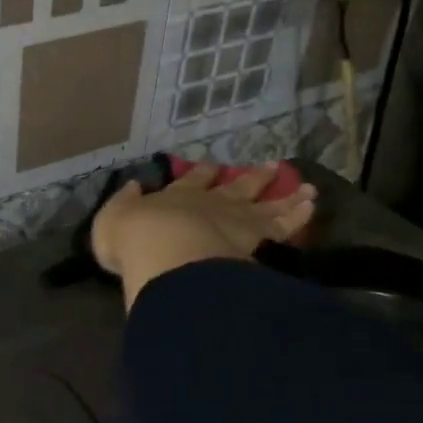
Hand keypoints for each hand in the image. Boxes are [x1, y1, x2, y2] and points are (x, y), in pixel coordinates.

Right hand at [91, 162, 317, 307]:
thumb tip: (132, 187)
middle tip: (271, 167)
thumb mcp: (112, 219)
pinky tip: (310, 208)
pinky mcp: (259, 240)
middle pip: (236, 186)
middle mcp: (211, 203)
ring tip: (307, 188)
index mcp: (176, 196)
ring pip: (267, 204)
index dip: (203, 173)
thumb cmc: (134, 240)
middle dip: (252, 177)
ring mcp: (238, 220)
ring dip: (285, 194)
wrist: (166, 256)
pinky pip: (284, 226)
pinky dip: (298, 216)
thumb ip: (124, 203)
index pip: (192, 180)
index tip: (213, 166)